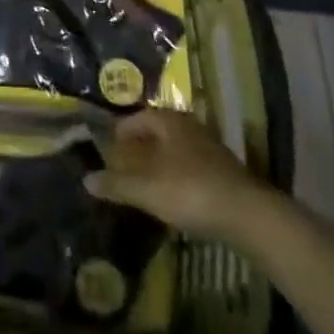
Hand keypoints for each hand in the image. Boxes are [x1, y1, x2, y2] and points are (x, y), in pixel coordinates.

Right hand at [84, 108, 260, 241]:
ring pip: (174, 150)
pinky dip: (174, 176)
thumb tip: (86, 179)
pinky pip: (189, 166)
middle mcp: (189, 127)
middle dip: (138, 148)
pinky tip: (170, 196)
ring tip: (142, 183)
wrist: (247, 215)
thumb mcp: (146, 189)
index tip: (107, 149)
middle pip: (157, 133)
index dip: (120, 132)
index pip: (138, 118)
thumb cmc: (190, 191)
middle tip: (121, 166)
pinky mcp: (223, 172)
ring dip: (157, 163)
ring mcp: (209, 148)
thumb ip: (116, 183)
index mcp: (169, 121)